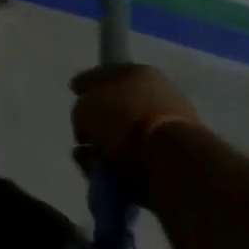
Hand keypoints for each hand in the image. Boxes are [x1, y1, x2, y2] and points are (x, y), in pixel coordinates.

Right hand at [70, 63, 203, 182]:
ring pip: (126, 137)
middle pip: (116, 108)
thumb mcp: (85, 107)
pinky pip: (137, 161)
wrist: (171, 162)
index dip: (87, 84)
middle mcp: (158, 95)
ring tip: (88, 162)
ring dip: (104, 149)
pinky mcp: (174, 160)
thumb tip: (87, 120)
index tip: (74, 94)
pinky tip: (104, 176)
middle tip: (80, 137)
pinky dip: (119, 168)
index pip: (107, 73)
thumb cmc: (126, 121)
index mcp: (140, 72)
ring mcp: (169, 128)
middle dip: (96, 124)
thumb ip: (81, 109)